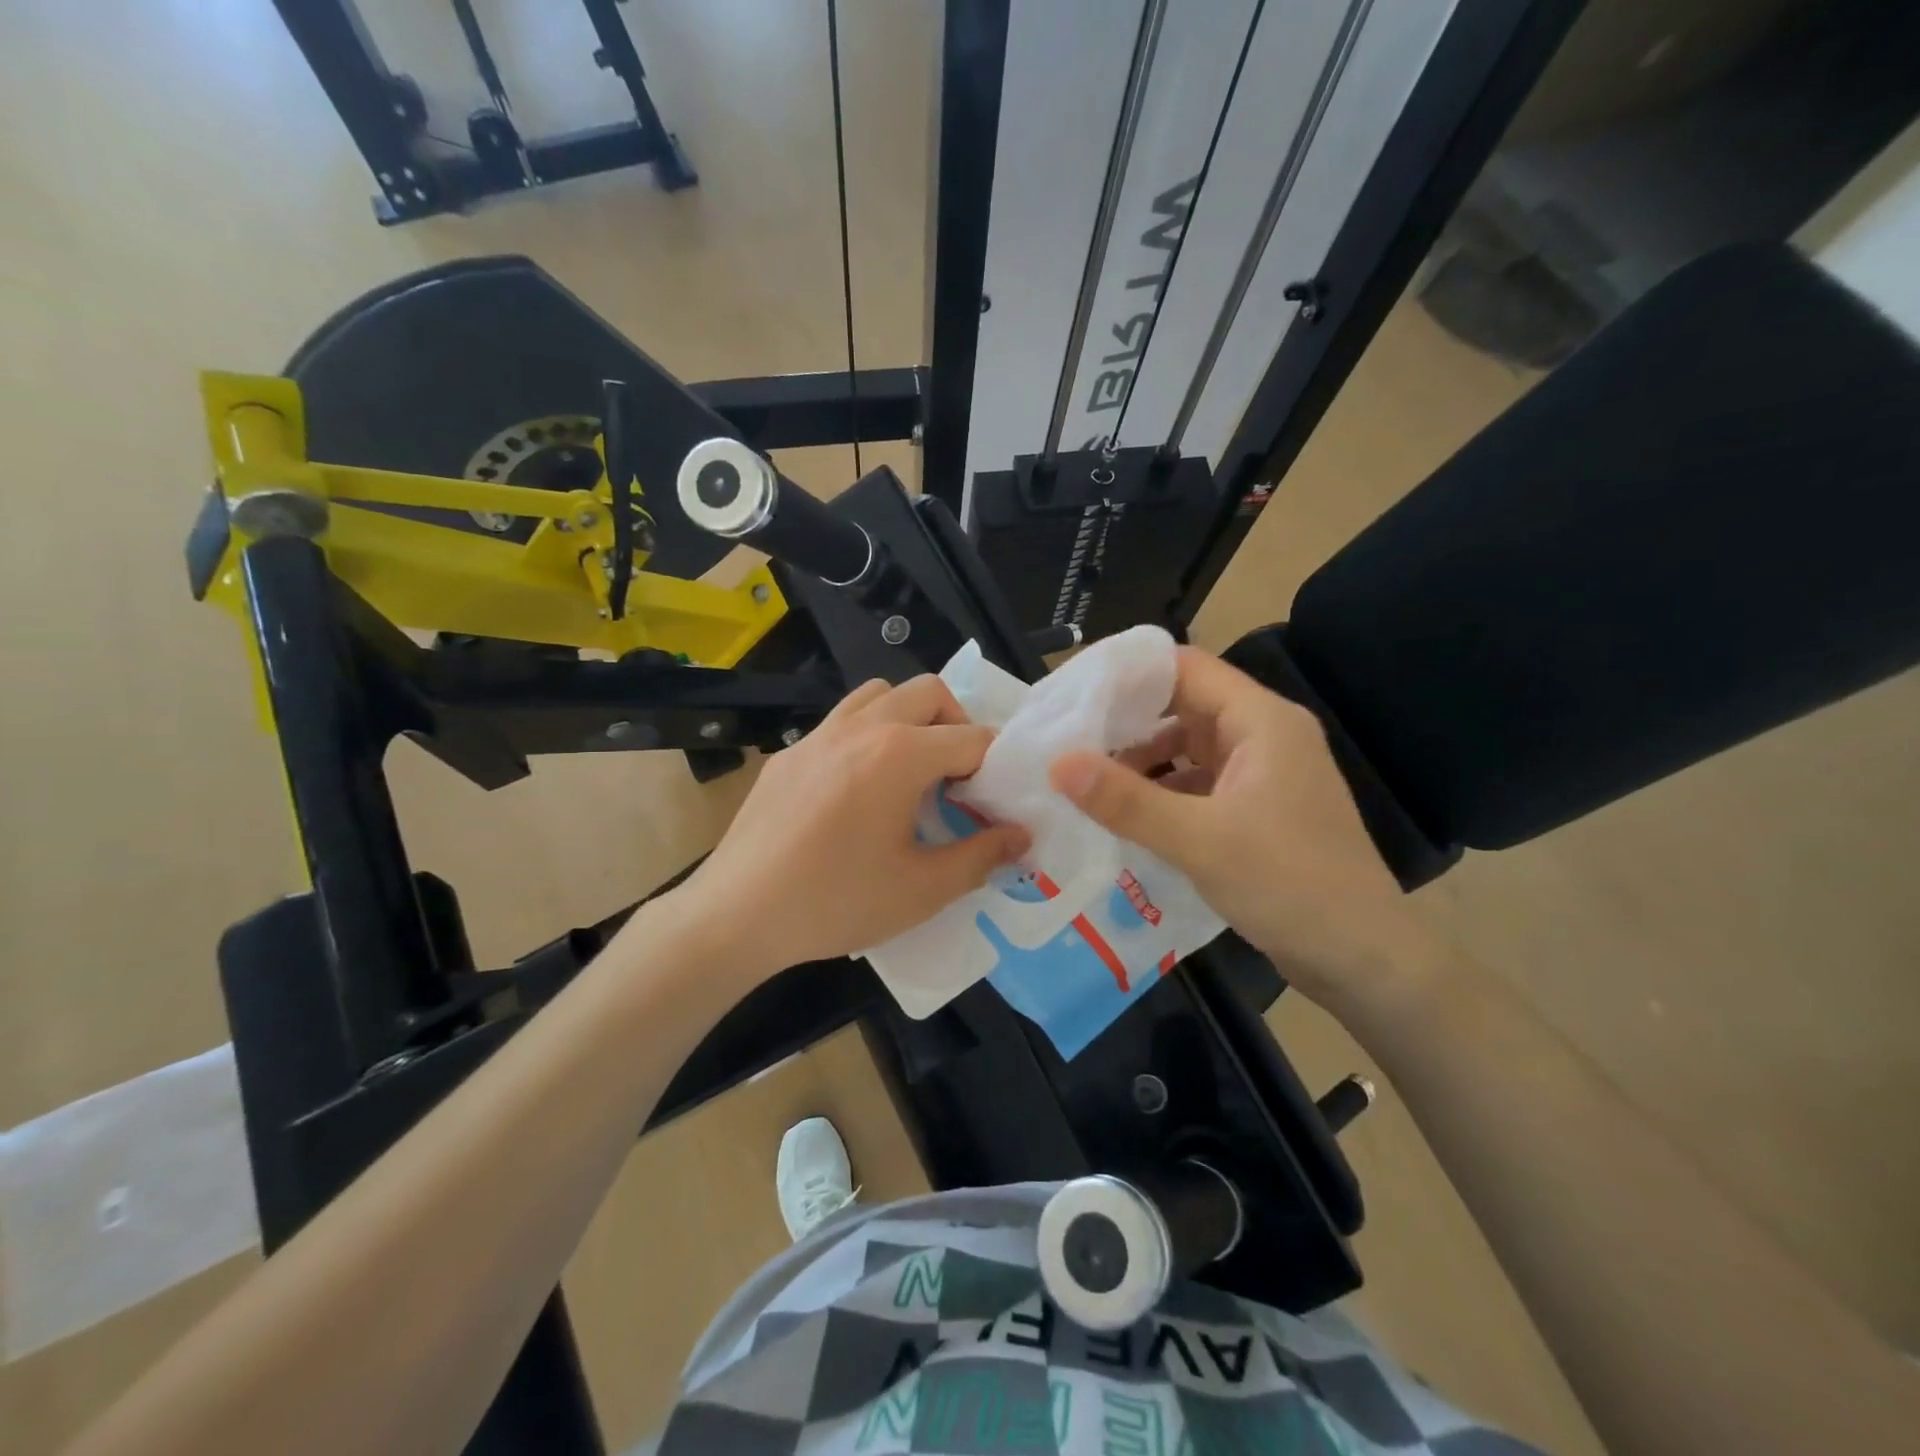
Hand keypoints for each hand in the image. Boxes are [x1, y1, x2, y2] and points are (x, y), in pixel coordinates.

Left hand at [670, 676, 1030, 976]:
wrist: (737, 915)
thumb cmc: (836, 902)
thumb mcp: (922, 890)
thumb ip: (981, 857)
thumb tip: (1021, 836)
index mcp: (900, 754)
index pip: (972, 738)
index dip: (995, 768)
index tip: (993, 802)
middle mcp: (861, 727)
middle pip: (928, 693)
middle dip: (957, 724)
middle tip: (958, 776)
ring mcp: (818, 735)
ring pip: (879, 694)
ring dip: (908, 718)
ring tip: (909, 771)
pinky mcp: (789, 754)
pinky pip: (840, 722)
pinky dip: (866, 735)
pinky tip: (856, 790)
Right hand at [1048, 647, 1444, 1009]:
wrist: (1364, 960)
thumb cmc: (1290, 885)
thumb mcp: (1199, 841)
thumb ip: (1126, 800)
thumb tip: (1058, 763)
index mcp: (1261, 721)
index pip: (1185, 668)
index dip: (1128, 673)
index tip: (1073, 693)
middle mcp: (1264, 735)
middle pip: (1184, 704)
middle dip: (1127, 720)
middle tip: (1067, 737)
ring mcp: (1264, 774)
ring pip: (1189, 747)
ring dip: (1142, 760)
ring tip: (1087, 779)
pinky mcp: (1258, 810)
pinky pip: (1199, 783)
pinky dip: (1162, 791)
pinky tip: (1126, 815)